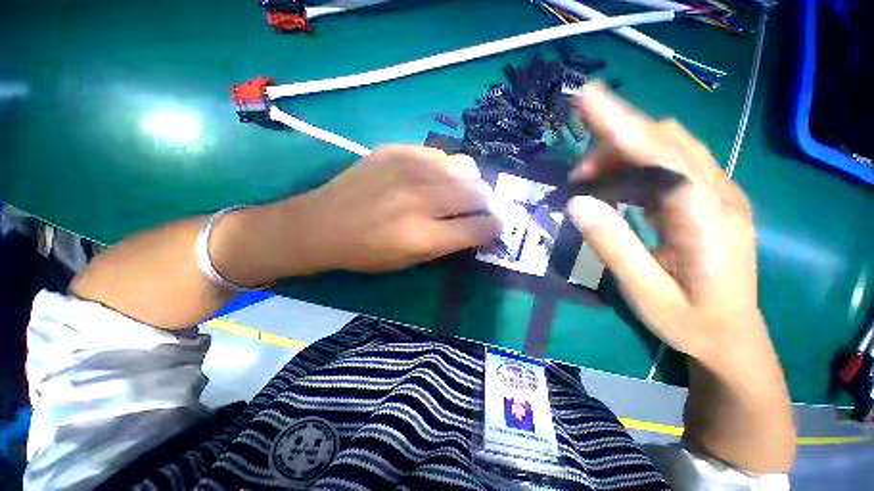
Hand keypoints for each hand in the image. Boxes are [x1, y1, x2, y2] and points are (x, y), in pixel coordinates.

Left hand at [285, 145, 499, 272]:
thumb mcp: (410, 261)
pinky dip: (445, 169)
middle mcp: (421, 199)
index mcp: (423, 236)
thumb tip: (475, 227)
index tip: (495, 227)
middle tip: (478, 209)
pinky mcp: (396, 151)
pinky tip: (432, 178)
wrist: (321, 224)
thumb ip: (447, 244)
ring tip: (458, 191)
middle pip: (478, 193)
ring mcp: (408, 169)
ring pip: (465, 167)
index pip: (479, 227)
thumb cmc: (366, 253)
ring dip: (469, 183)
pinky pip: (439, 155)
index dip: (495, 228)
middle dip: (487, 203)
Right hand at [566, 82, 762, 364]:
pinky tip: (617, 188)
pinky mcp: (711, 198)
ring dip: (624, 153)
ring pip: (668, 147)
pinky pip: (671, 164)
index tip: (586, 99)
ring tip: (591, 182)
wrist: (732, 338)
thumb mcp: (644, 291)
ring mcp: (719, 193)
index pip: (659, 154)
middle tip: (578, 174)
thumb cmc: (690, 321)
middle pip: (664, 140)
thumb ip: (613, 245)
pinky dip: (637, 165)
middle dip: (613, 142)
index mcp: (706, 218)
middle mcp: (718, 194)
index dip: (619, 123)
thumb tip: (577, 203)